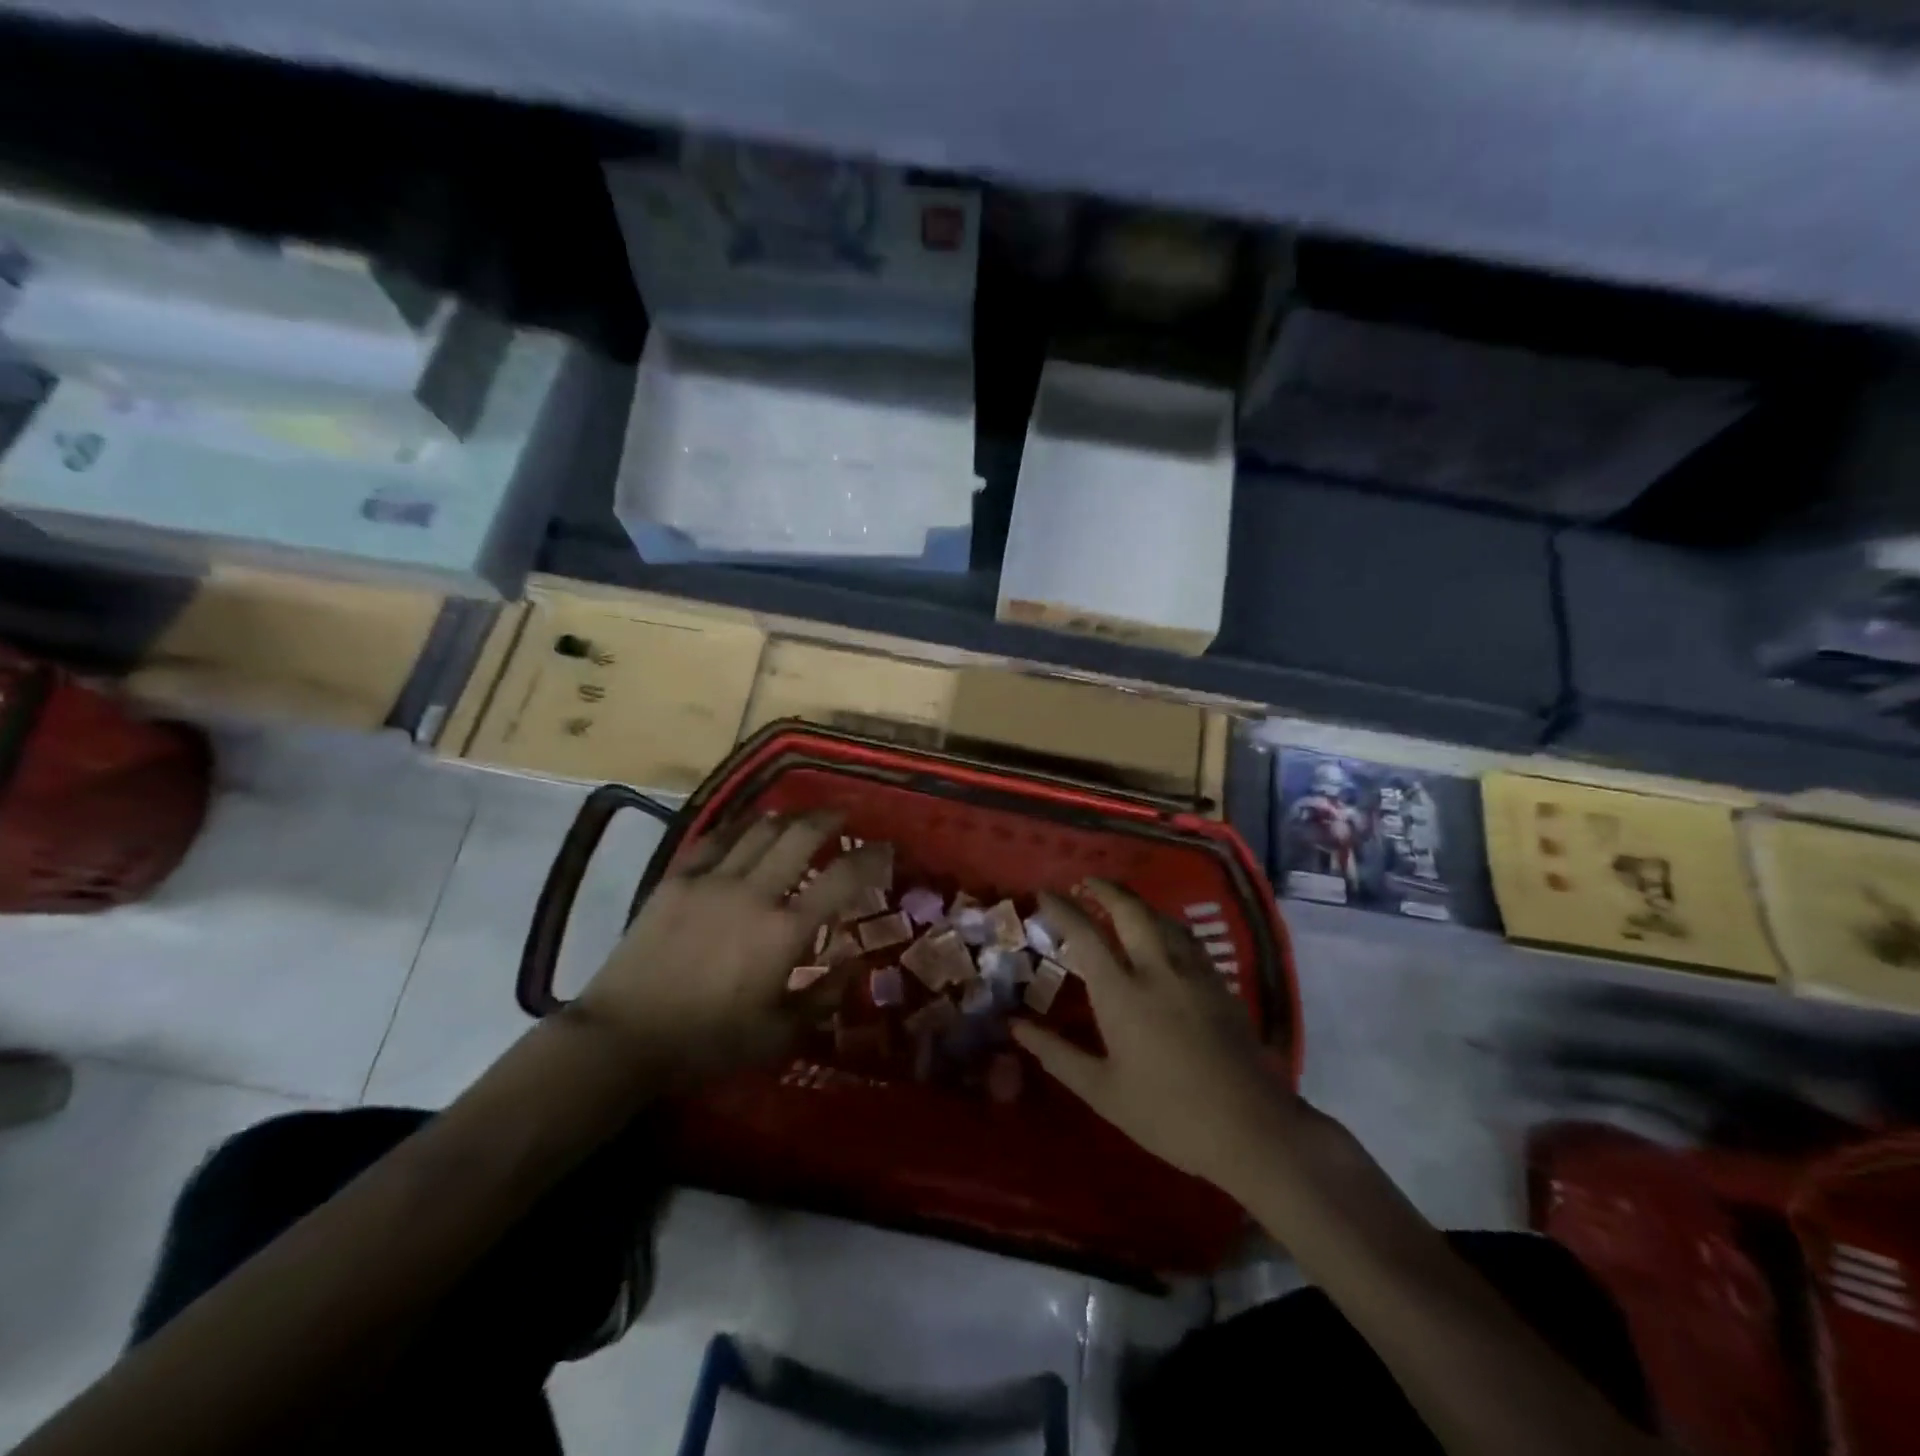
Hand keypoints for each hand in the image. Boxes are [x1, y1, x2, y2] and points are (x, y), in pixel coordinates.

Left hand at [575, 810, 882, 1081]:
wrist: (624, 1037)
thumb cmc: (706, 1043)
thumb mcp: (777, 1037)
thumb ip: (822, 1000)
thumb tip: (853, 969)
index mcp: (784, 932)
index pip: (841, 879)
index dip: (869, 857)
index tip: (883, 848)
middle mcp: (755, 893)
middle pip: (800, 836)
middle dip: (828, 820)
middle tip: (842, 817)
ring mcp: (712, 880)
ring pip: (759, 830)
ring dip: (787, 818)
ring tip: (799, 818)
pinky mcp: (677, 879)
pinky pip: (714, 839)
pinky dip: (738, 827)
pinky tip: (747, 827)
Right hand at [1011, 880, 1298, 1194]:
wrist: (1251, 1129)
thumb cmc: (1167, 1114)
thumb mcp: (1102, 1091)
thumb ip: (1056, 1054)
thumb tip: (1016, 1027)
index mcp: (1121, 994)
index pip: (1085, 934)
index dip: (1062, 909)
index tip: (1044, 893)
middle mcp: (1157, 970)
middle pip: (1130, 910)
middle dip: (1105, 889)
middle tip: (1086, 882)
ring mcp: (1194, 973)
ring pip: (1162, 919)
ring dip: (1137, 903)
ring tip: (1121, 902)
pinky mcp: (1220, 984)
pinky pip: (1187, 939)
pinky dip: (1166, 925)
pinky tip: (1164, 937)